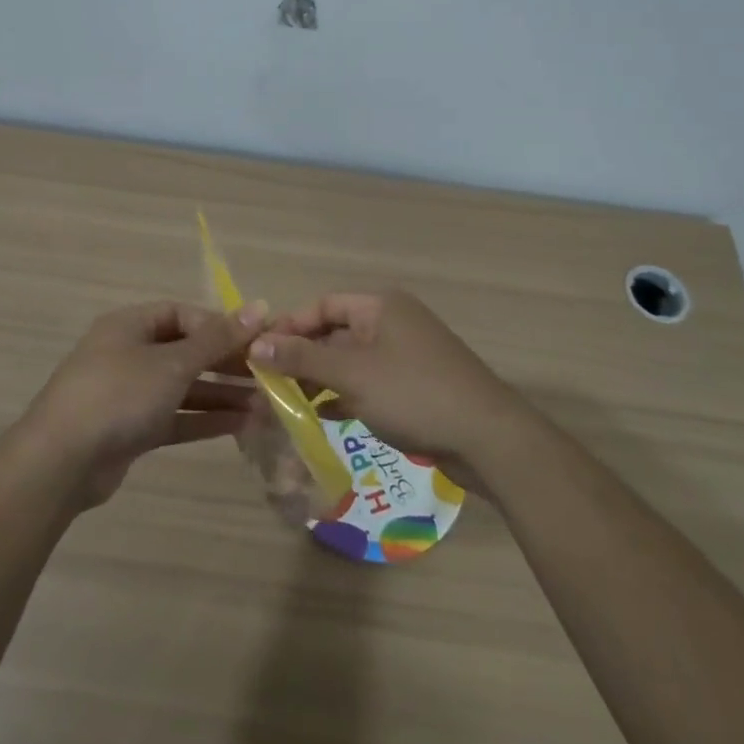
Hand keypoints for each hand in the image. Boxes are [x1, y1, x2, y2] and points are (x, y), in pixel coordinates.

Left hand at [18, 300, 265, 508]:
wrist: (62, 461)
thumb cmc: (119, 395)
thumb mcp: (172, 363)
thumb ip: (217, 339)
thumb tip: (260, 307)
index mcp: (130, 325)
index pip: (182, 314)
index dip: (219, 325)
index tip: (254, 342)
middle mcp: (129, 353)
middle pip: (185, 351)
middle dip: (225, 363)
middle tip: (267, 375)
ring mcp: (129, 393)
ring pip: (183, 387)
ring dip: (220, 394)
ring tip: (263, 404)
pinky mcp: (131, 429)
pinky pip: (175, 416)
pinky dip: (204, 419)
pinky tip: (240, 425)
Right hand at [250, 291, 519, 480]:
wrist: (489, 439)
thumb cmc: (414, 394)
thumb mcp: (351, 374)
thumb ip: (302, 358)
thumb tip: (255, 345)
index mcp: (380, 305)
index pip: (322, 305)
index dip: (290, 326)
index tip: (260, 353)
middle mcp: (393, 322)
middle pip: (335, 331)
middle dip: (303, 356)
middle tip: (271, 382)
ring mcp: (406, 354)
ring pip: (351, 360)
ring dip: (321, 378)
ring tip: (290, 402)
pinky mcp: (415, 385)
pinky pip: (369, 381)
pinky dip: (345, 394)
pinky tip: (324, 416)